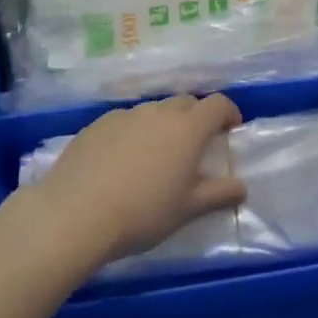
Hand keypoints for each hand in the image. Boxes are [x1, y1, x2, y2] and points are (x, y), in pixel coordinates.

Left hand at [27, 93, 246, 262]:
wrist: (75, 214)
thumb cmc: (143, 212)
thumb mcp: (188, 209)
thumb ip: (219, 194)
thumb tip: (241, 186)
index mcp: (187, 128)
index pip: (217, 104)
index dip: (228, 113)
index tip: (230, 129)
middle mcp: (157, 113)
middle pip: (185, 103)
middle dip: (196, 117)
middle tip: (195, 146)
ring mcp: (123, 116)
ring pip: (152, 111)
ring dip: (163, 125)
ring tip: (156, 156)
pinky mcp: (95, 126)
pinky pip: (124, 122)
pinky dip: (133, 133)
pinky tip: (122, 161)